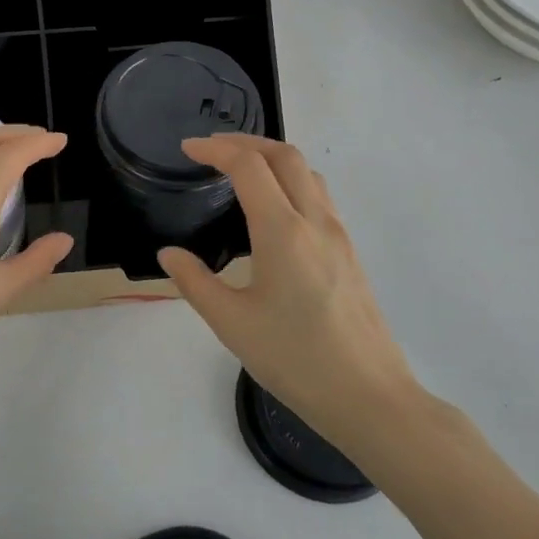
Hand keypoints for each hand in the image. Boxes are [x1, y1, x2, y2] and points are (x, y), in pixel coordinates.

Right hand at [157, 134, 420, 452]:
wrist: (369, 397)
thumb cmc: (295, 359)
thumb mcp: (232, 323)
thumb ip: (195, 282)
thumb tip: (169, 254)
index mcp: (282, 232)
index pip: (248, 166)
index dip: (215, 149)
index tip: (187, 148)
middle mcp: (315, 221)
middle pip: (285, 155)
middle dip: (246, 142)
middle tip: (212, 149)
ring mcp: (339, 235)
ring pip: (308, 173)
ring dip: (273, 158)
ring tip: (241, 171)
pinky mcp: (350, 252)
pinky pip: (320, 196)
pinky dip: (292, 181)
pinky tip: (274, 210)